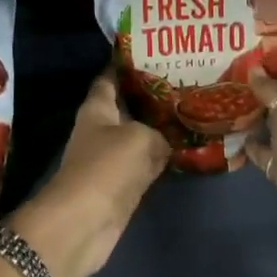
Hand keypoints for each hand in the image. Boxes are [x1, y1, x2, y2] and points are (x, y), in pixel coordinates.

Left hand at [10, 70, 169, 276]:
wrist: (85, 222)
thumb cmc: (107, 167)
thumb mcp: (140, 138)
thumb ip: (159, 132)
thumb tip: (167, 140)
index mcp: (97, 108)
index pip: (110, 78)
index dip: (127, 65)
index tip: (153, 53)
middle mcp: (102, 129)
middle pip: (128, 107)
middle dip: (152, 96)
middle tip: (186, 83)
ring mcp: (111, 159)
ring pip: (140, 136)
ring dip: (160, 129)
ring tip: (191, 112)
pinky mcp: (122, 185)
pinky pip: (146, 164)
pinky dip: (162, 158)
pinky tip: (185, 149)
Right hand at [242, 38, 276, 272]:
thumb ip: (273, 91)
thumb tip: (255, 70)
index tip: (265, 17)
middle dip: (266, 65)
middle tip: (232, 48)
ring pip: (275, 113)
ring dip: (254, 100)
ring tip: (223, 82)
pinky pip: (266, 147)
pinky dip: (249, 139)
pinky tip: (225, 130)